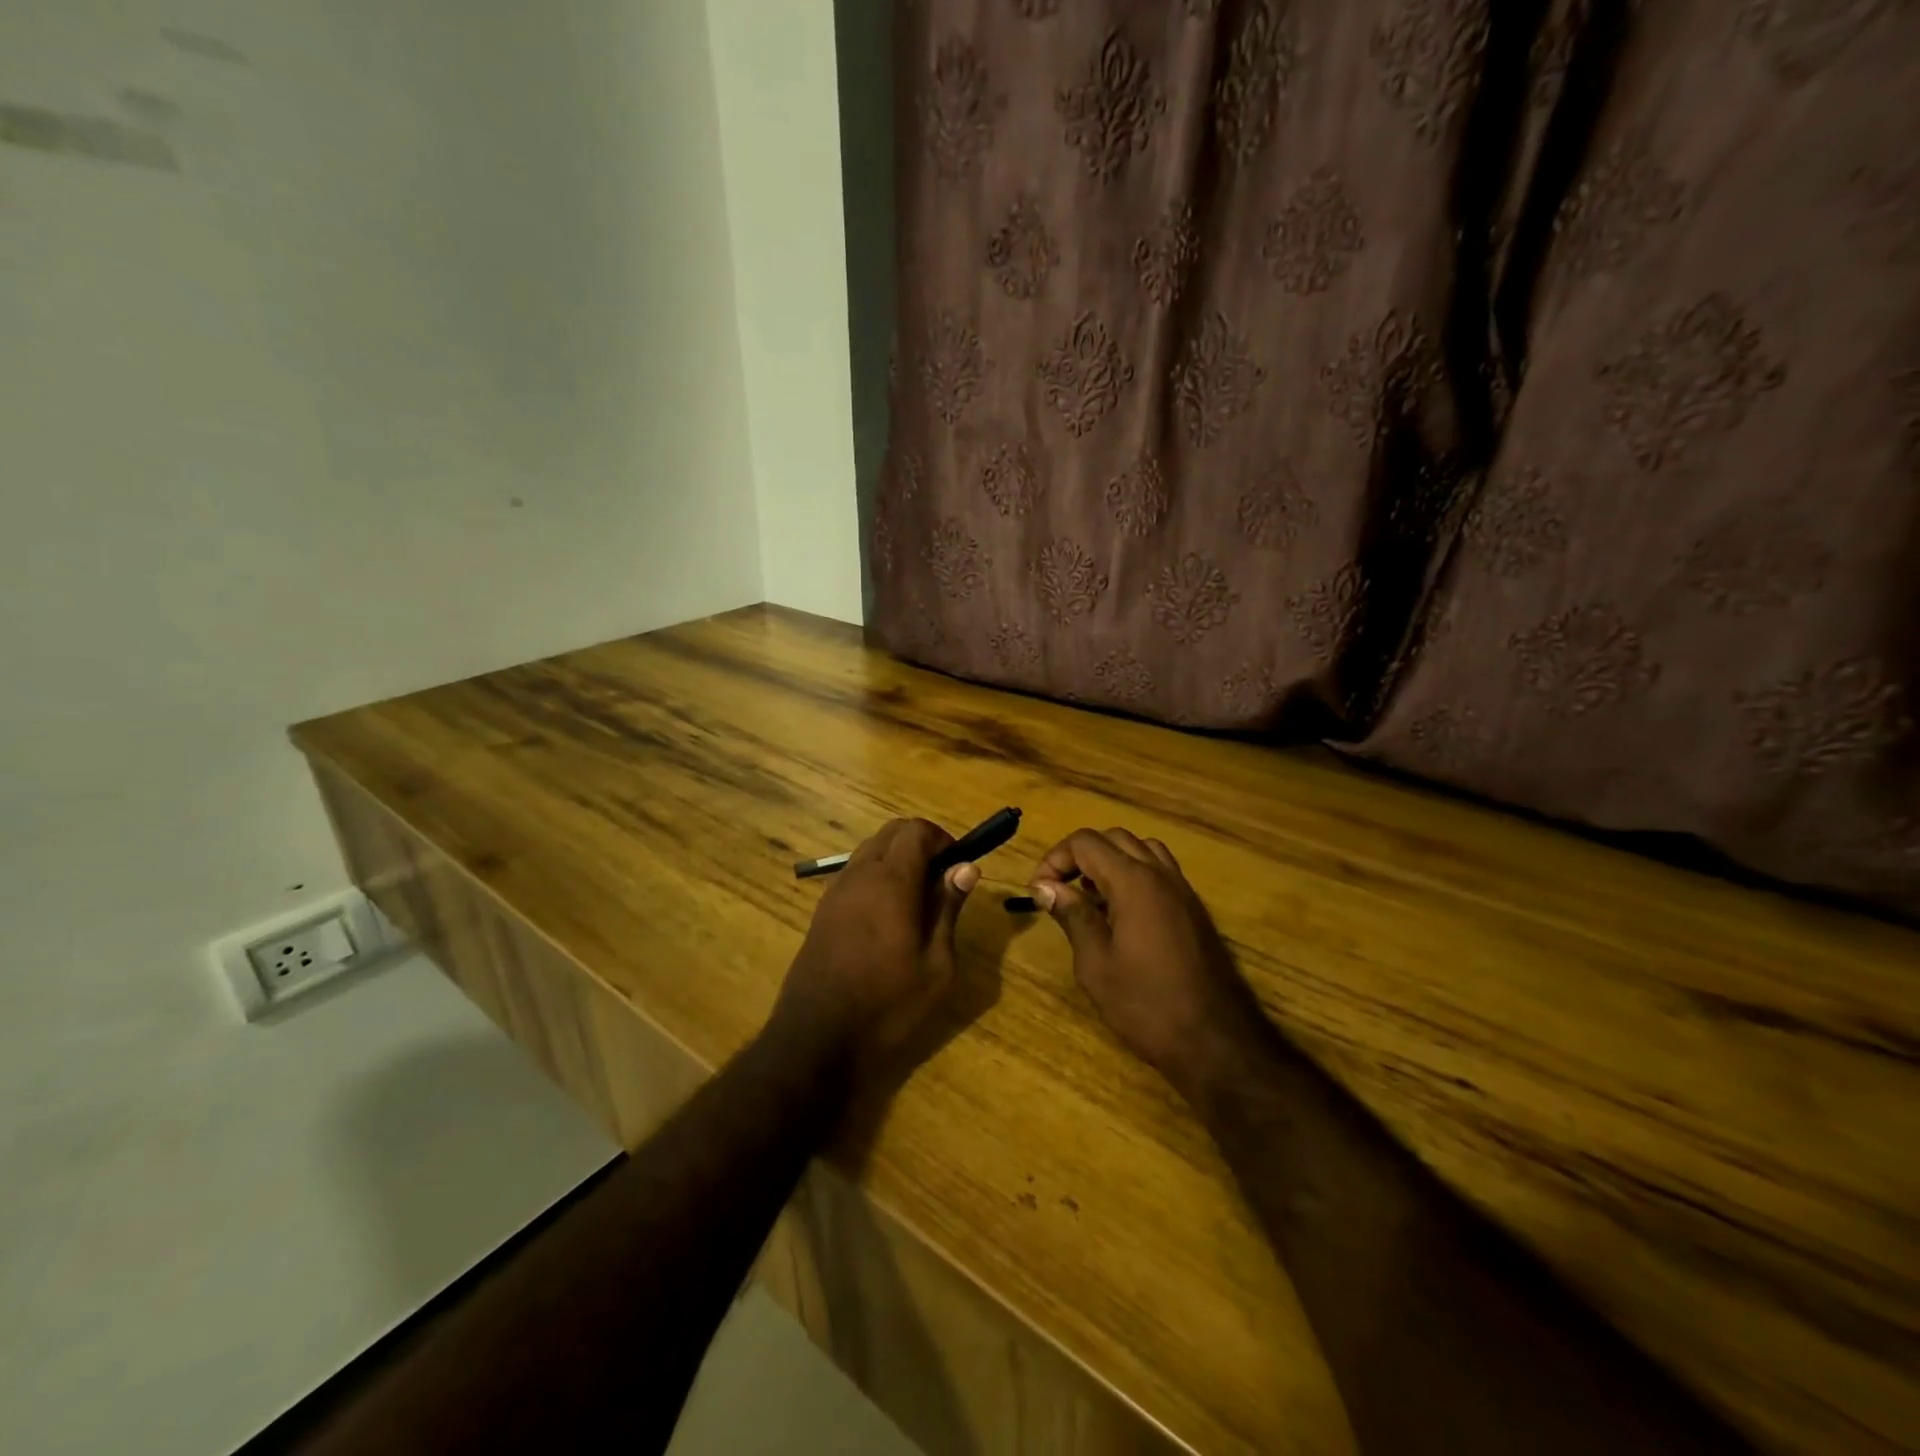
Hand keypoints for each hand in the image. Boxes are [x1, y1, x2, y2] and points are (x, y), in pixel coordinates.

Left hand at [774, 818, 977, 1068]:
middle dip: (921, 843)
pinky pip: (854, 873)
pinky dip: (877, 875)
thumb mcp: (936, 965)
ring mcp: (836, 891)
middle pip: (891, 832)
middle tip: (941, 880)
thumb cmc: (887, 1004)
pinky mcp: (822, 910)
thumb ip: (948, 908)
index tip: (957, 866)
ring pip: (870, 849)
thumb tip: (966, 868)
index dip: (942, 838)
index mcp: (891, 881)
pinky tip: (888, 916)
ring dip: (897, 858)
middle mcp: (860, 875)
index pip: (916, 830)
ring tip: (917, 900)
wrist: (816, 1038)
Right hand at [1029, 828, 1269, 1100]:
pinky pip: (1159, 871)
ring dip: (1110, 861)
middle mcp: (1160, 874)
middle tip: (1059, 890)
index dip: (1054, 859)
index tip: (1039, 892)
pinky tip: (1121, 914)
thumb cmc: (1146, 1005)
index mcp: (1133, 882)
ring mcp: (1182, 890)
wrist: (1215, 1041)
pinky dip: (1134, 875)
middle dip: (1080, 855)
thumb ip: (1072, 916)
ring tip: (1090, 897)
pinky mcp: (1193, 909)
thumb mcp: (1096, 964)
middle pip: (1113, 838)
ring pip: (1141, 849)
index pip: (1085, 843)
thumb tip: (1045, 887)